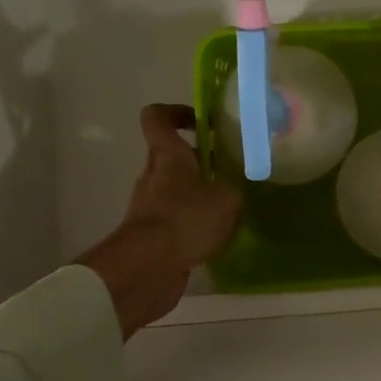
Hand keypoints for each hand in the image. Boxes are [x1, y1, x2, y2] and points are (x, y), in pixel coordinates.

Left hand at [77, 105, 241, 339]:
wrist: (147, 267)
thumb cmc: (186, 218)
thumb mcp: (227, 198)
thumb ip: (233, 188)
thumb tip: (233, 191)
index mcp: (168, 155)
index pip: (157, 117)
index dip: (177, 113)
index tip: (202, 122)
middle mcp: (154, 175)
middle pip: (174, 157)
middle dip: (202, 162)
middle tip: (232, 171)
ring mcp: (150, 206)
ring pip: (177, 191)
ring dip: (200, 196)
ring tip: (231, 208)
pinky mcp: (152, 236)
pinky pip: (176, 220)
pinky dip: (194, 225)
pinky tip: (217, 236)